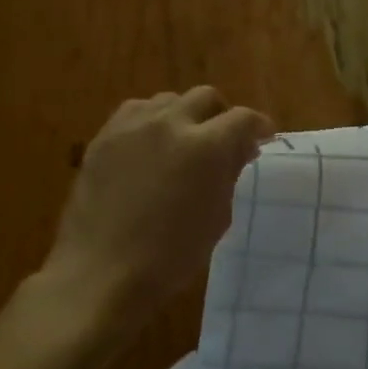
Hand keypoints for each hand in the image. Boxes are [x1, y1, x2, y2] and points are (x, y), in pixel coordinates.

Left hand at [39, 88, 273, 326]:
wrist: (103, 271)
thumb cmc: (172, 254)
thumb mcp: (217, 216)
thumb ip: (230, 173)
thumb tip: (241, 148)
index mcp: (207, 147)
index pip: (243, 119)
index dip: (259, 125)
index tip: (264, 136)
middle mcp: (171, 124)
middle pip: (205, 97)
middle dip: (222, 115)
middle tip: (225, 140)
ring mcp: (132, 127)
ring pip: (169, 100)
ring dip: (185, 115)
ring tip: (185, 141)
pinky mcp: (103, 137)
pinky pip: (135, 112)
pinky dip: (152, 121)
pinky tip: (152, 146)